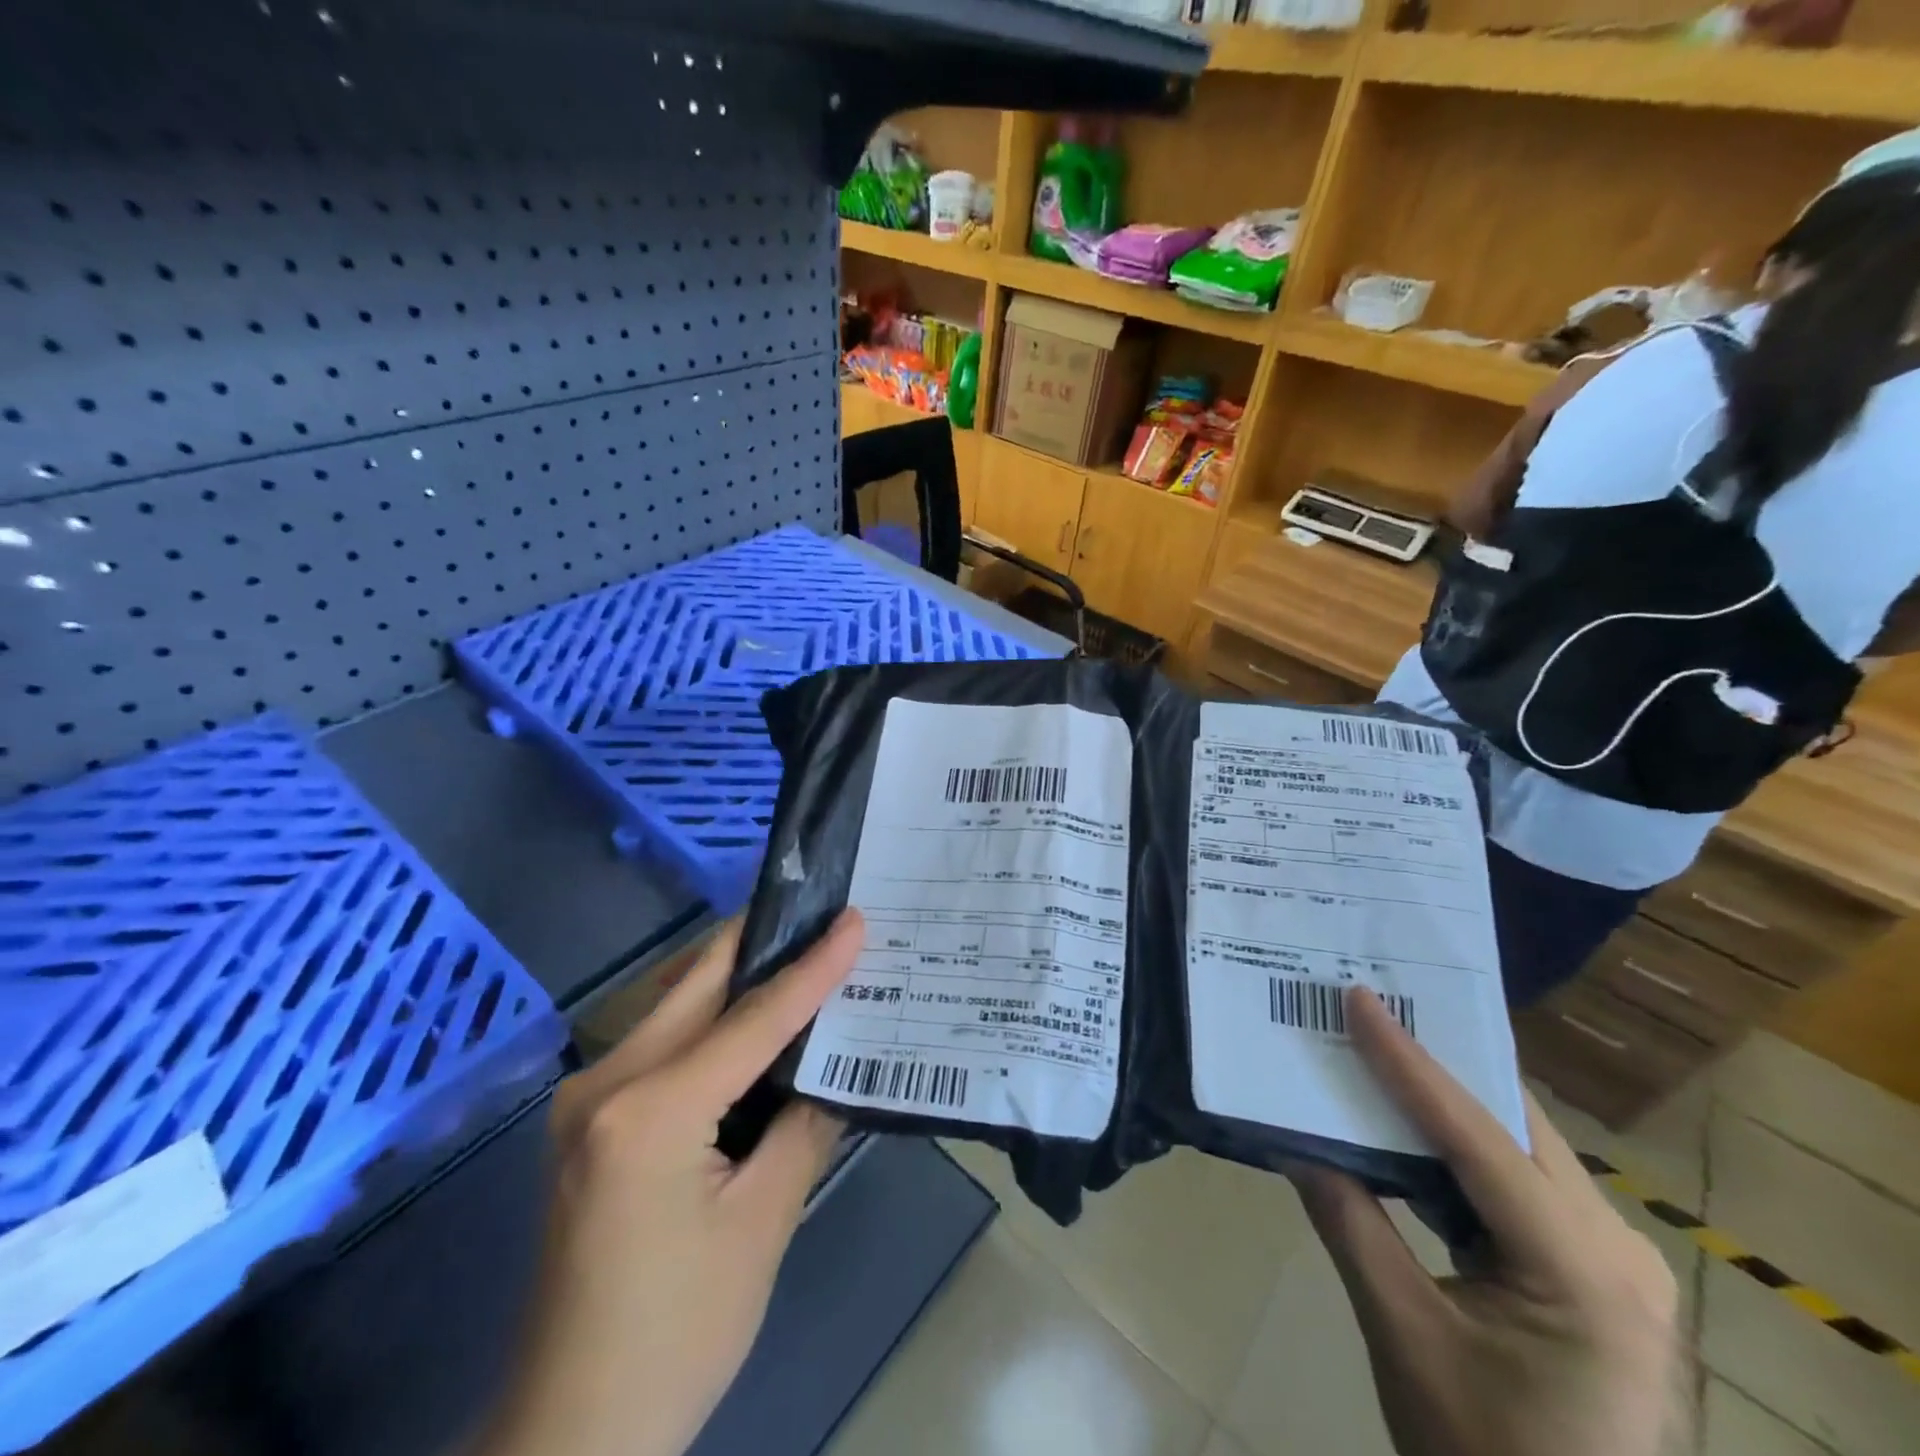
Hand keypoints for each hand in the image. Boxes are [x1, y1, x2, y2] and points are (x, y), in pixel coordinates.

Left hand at [474, 911, 864, 1455]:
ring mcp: (586, 1097)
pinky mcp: (590, 1116)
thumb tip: (838, 1060)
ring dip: (738, 976)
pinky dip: (714, 1019)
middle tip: (821, 910)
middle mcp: (604, 1084)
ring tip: (801, 949)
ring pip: (677, 1004)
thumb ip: (804, 1123)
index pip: (752, 1019)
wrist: (573, 1429)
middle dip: (762, 939)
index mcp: (649, 1112)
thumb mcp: (764, 1223)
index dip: (812, 967)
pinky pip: (663, 1041)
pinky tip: (755, 1015)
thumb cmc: (679, 1334)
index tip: (854, 918)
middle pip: (698, 984)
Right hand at [1294, 989, 1681, 1455]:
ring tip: (1379, 1053)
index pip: (1476, 1137)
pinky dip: (1459, 1149)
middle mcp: (1618, 1249)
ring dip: (1445, 1102)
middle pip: (1511, 1126)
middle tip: (1367, 1013)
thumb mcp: (1404, 1335)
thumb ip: (1349, 1222)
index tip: (1360, 998)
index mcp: (1584, 1272)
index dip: (1408, 1061)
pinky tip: (1409, 1129)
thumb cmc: (1484, 1455)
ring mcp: (1614, 1261)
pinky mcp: (1593, 1272)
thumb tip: (1295, 1140)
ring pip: (1518, 1147)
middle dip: (1434, 1065)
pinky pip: (1519, 1182)